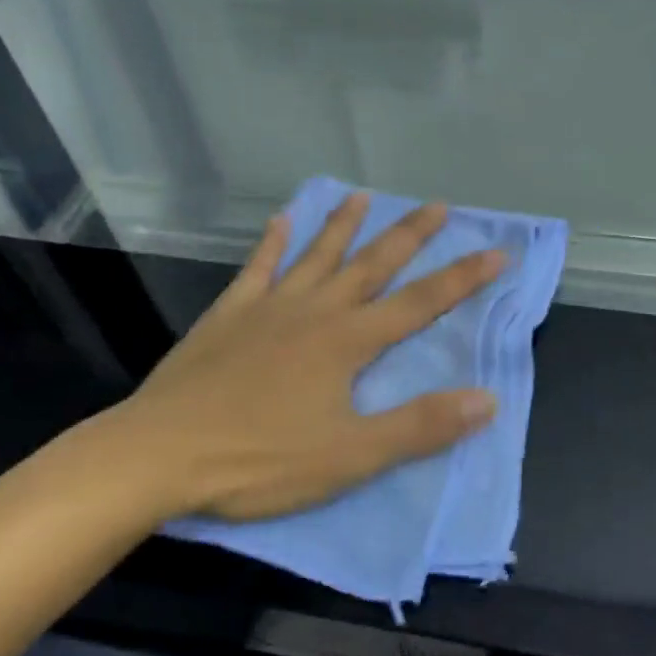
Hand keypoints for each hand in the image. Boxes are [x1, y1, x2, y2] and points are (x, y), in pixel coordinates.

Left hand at [92, 194, 503, 522]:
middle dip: (410, 235)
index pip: (420, 303)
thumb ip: (420, 427)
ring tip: (363, 196)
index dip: (462, 278)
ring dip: (343, 225)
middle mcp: (316, 311)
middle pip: (373, 264)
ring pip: (317, 255)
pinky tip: (283, 221)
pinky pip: (258, 268)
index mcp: (348, 342)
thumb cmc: (259, 459)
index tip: (497, 251)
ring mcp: (270, 307)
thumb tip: (487, 400)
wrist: (159, 455)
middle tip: (438, 205)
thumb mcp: (350, 457)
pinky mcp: (229, 314)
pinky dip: (273, 243)